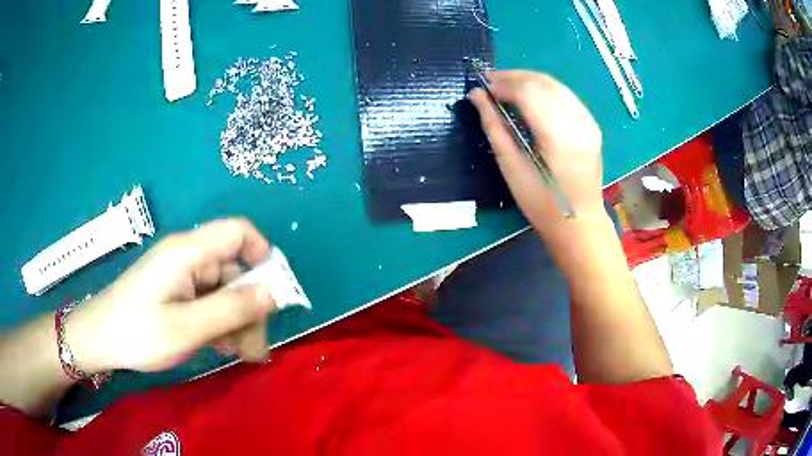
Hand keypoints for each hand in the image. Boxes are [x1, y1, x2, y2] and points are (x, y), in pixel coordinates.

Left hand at [67, 218, 276, 372]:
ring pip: (224, 292)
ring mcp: (182, 276)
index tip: (274, 294)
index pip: (238, 232)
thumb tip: (274, 292)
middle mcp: (189, 257)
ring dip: (238, 322)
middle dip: (250, 308)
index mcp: (188, 252)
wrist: (100, 339)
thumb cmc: (138, 332)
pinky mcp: (177, 291)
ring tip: (242, 356)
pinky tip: (222, 348)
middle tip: (255, 350)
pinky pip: (209, 302)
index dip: (263, 255)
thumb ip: (231, 309)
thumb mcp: (187, 328)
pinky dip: (221, 324)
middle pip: (234, 271)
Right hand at [469, 71, 604, 226]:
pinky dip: (545, 90)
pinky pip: (566, 96)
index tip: (483, 87)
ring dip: (529, 80)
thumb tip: (477, 96)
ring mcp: (589, 122)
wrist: (579, 224)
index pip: (528, 92)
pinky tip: (531, 96)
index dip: (503, 84)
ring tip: (506, 85)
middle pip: (543, 83)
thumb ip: (494, 126)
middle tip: (491, 81)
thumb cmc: (542, 204)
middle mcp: (578, 122)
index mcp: (558, 135)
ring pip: (556, 85)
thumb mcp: (511, 168)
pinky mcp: (592, 125)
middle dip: (514, 77)